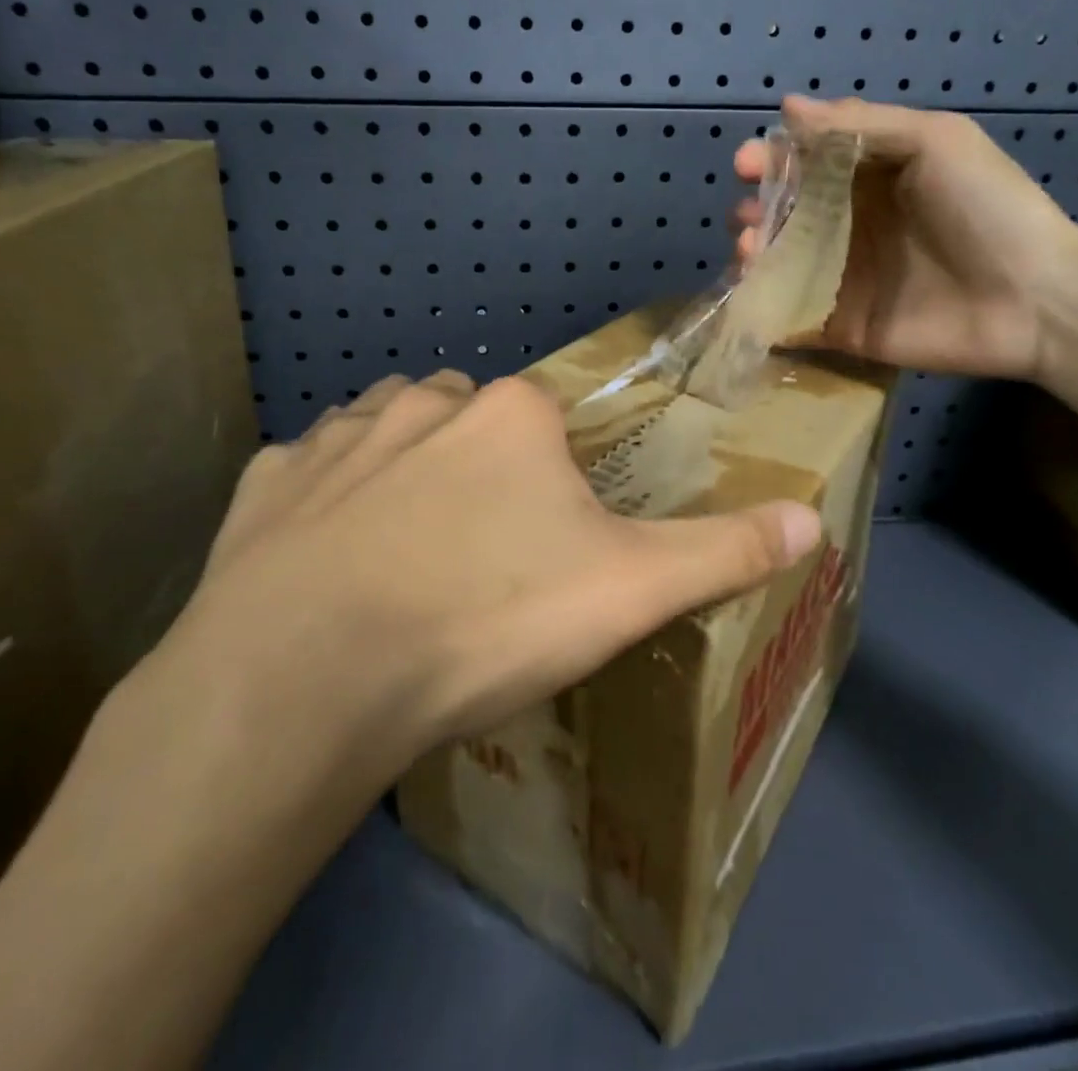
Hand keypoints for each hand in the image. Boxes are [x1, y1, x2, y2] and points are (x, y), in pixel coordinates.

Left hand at [152, 370, 823, 798]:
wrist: (311, 677)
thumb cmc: (486, 620)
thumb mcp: (626, 592)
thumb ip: (722, 552)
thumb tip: (813, 520)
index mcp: (509, 413)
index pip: (547, 419)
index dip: (553, 479)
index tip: (546, 545)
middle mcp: (421, 401)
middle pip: (466, 417)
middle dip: (478, 467)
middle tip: (480, 555)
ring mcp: (336, 436)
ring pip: (385, 430)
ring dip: (401, 470)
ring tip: (406, 553)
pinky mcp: (265, 483)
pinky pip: (306, 475)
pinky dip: (320, 504)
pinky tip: (322, 563)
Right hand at [732, 95, 1077, 380]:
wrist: (1036, 299)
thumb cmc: (988, 207)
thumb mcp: (935, 142)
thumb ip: (861, 125)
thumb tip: (788, 108)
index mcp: (871, 179)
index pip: (806, 165)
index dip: (771, 160)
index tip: (745, 166)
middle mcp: (852, 227)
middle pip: (785, 216)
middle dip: (755, 212)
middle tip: (747, 220)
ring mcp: (844, 279)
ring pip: (779, 264)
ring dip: (753, 256)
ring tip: (749, 253)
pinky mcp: (843, 326)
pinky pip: (790, 317)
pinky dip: (762, 309)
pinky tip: (751, 298)